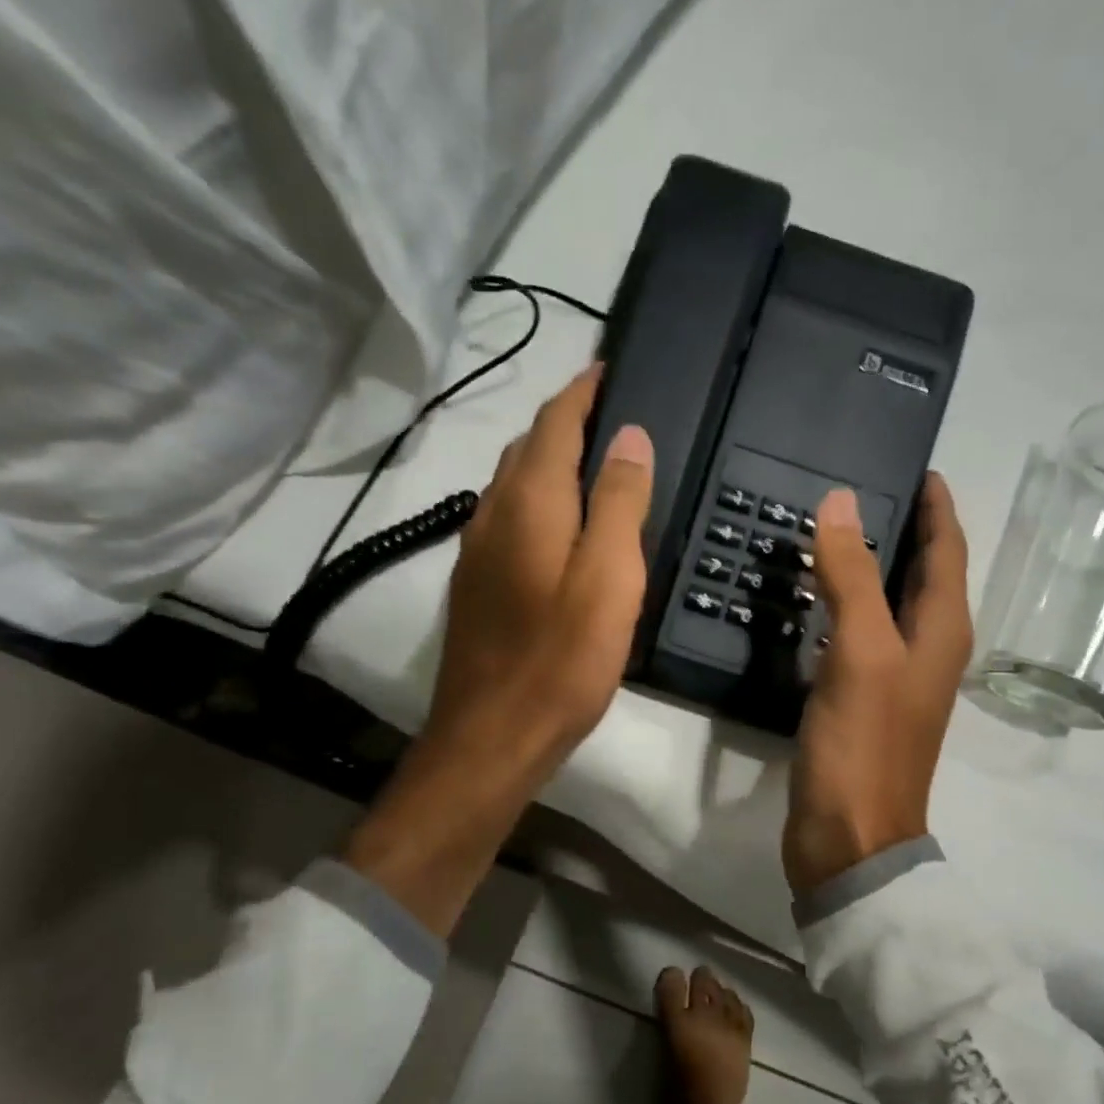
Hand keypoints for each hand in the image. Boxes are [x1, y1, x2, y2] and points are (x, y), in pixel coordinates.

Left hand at [427, 364, 653, 770]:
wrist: (493, 736)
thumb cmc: (561, 659)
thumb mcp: (609, 578)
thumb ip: (618, 502)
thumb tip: (628, 435)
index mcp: (529, 501)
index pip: (554, 421)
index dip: (584, 390)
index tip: (613, 368)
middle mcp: (492, 513)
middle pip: (527, 448)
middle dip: (566, 423)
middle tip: (615, 420)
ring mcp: (476, 551)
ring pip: (513, 485)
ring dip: (549, 464)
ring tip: (594, 468)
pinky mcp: (475, 587)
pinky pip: (508, 522)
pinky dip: (537, 504)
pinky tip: (559, 530)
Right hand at [783, 474, 971, 895]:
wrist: (850, 837)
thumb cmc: (864, 745)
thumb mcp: (861, 652)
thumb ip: (852, 577)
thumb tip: (841, 503)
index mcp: (943, 631)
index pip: (948, 550)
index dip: (936, 506)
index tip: (916, 465)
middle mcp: (928, 649)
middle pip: (923, 573)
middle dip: (903, 528)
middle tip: (861, 488)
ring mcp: (895, 678)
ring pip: (889, 604)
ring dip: (870, 566)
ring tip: (832, 532)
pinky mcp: (863, 700)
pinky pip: (859, 635)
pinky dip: (843, 606)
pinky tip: (813, 599)